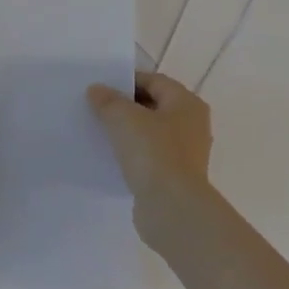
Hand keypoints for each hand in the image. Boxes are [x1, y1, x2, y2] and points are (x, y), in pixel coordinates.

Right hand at [88, 71, 213, 239]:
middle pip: (153, 106)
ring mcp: (186, 154)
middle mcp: (192, 125)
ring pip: (150, 133)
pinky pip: (149, 157)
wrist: (171, 207)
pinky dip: (131, 154)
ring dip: (127, 132)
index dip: (126, 81)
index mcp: (187, 104)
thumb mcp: (123, 117)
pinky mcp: (175, 177)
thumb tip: (97, 90)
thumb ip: (108, 100)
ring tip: (99, 132)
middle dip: (125, 106)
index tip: (100, 88)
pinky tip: (110, 157)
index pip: (154, 81)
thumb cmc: (152, 152)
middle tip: (96, 108)